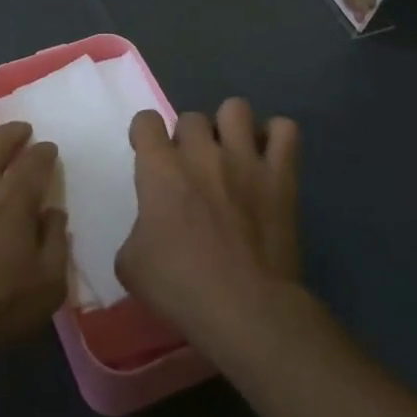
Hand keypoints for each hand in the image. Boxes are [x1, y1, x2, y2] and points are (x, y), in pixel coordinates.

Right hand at [117, 98, 300, 357]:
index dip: (145, 135)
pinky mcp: (281, 175)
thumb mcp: (131, 264)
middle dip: (189, 139)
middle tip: (193, 169)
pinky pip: (285, 130)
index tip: (149, 155)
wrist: (245, 307)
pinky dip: (276, 138)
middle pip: (191, 117)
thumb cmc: (181, 287)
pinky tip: (268, 159)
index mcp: (160, 169)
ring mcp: (245, 159)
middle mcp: (201, 152)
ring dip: (229, 127)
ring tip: (231, 155)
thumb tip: (151, 227)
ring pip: (235, 108)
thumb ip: (137, 230)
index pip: (146, 121)